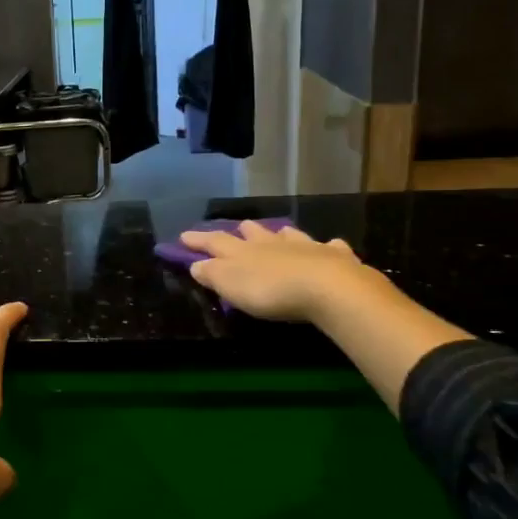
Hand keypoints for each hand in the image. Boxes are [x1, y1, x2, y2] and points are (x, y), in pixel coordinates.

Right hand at [178, 220, 385, 324]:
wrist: (326, 286)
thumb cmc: (270, 290)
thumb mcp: (231, 286)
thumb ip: (212, 274)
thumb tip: (195, 264)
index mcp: (243, 252)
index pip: (215, 242)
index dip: (198, 240)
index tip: (183, 236)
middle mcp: (272, 244)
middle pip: (254, 233)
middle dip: (243, 231)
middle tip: (238, 228)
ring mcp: (305, 247)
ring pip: (289, 235)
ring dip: (281, 234)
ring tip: (279, 232)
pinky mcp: (334, 257)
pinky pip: (330, 247)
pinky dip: (327, 247)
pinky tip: (331, 246)